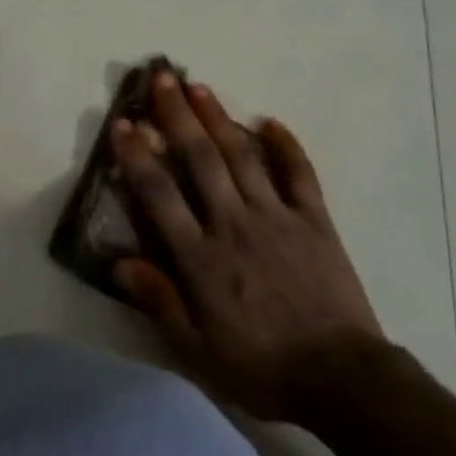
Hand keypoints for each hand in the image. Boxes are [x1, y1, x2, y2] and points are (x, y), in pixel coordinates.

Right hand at [110, 71, 384, 421]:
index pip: (159, 195)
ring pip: (242, 155)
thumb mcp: (196, 349)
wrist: (337, 375)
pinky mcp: (315, 219)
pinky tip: (271, 121)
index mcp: (201, 257)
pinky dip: (286, 145)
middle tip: (162, 79)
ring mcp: (278, 216)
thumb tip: (118, 262)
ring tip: (201, 86)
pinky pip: (299, 173)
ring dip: (220, 118)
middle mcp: (234, 223)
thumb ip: (159, 301)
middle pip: (200, 160)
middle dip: (178, 116)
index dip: (138, 156)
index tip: (123, 125)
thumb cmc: (260, 367)